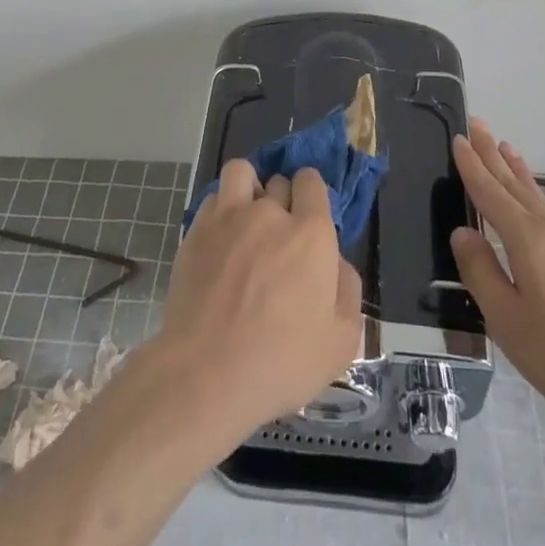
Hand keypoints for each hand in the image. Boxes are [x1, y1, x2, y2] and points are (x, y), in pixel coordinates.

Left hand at [155, 162, 364, 447]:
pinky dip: (221, 209)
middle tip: (280, 235)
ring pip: (242, 173)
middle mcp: (270, 213)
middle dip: (284, 199)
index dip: (311, 194)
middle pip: (279, 181)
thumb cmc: (280, 362)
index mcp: (311, 234)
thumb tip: (337, 263)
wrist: (206, 372)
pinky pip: (214, 198)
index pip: (312, 182)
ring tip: (247, 218)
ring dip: (249, 188)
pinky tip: (221, 238)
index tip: (309, 217)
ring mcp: (229, 217)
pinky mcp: (197, 229)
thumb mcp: (340, 342)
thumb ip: (347, 291)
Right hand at [450, 120, 544, 436]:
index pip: (491, 193)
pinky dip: (537, 196)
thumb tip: (463, 232)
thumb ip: (481, 273)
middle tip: (477, 125)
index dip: (472, 166)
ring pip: (539, 197)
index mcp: (529, 240)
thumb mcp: (508, 323)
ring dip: (517, 172)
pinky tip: (538, 206)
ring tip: (505, 148)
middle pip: (516, 185)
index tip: (458, 138)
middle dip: (492, 155)